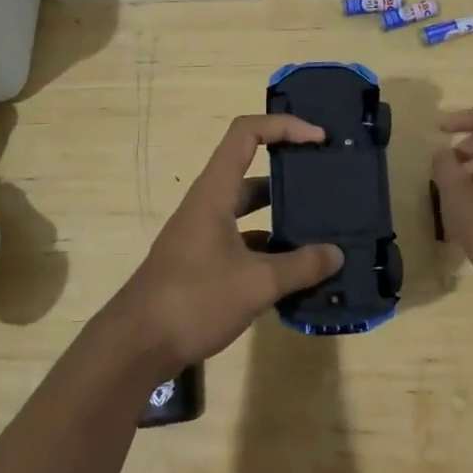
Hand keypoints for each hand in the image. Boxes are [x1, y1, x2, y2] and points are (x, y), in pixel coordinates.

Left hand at [110, 115, 343, 374]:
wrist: (135, 346)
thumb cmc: (193, 300)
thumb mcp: (256, 283)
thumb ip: (300, 267)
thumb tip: (336, 254)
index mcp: (215, 193)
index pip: (247, 134)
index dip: (283, 126)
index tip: (319, 139)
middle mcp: (208, 205)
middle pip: (251, 172)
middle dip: (290, 173)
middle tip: (327, 185)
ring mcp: (203, 235)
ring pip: (248, 211)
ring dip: (281, 216)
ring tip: (321, 229)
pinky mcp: (202, 264)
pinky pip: (243, 242)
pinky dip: (269, 249)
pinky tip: (296, 271)